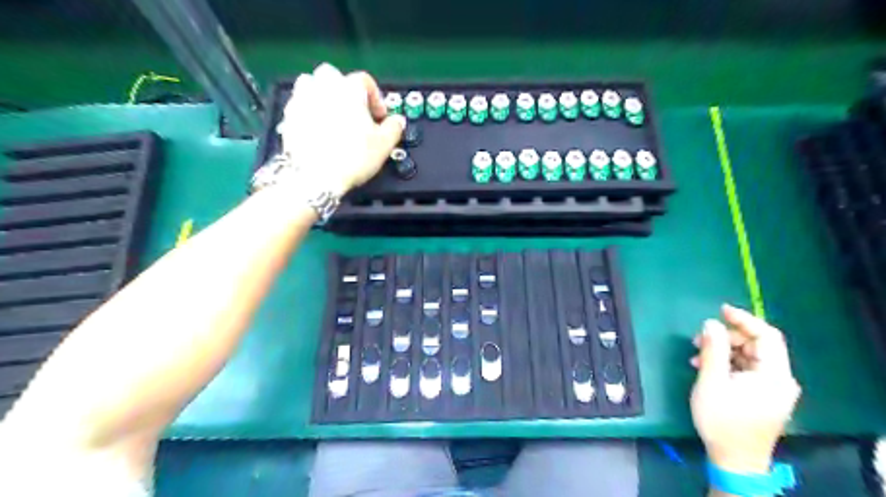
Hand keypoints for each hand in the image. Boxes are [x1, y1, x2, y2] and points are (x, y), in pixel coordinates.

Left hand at [275, 65, 405, 197]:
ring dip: (324, 95)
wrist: (315, 177)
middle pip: (335, 76)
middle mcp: (323, 87)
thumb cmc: (351, 158)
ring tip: (334, 117)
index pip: (365, 81)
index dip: (376, 98)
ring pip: (312, 84)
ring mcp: (302, 99)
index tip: (380, 116)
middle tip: (356, 113)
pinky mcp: (288, 116)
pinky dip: (309, 111)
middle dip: (346, 91)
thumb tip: (397, 122)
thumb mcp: (384, 145)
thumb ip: (394, 127)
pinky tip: (318, 129)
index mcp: (349, 88)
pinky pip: (300, 104)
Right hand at [693, 303, 803, 474]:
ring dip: (723, 351)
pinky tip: (705, 368)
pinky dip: (727, 364)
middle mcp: (780, 380)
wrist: (735, 461)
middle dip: (727, 337)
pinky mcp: (763, 396)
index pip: (767, 336)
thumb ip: (713, 350)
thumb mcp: (712, 382)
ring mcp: (772, 389)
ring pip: (749, 357)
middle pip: (757, 346)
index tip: (720, 310)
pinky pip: (747, 370)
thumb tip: (711, 323)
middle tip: (699, 339)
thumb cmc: (722, 421)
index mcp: (774, 376)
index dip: (744, 320)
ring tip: (697, 355)